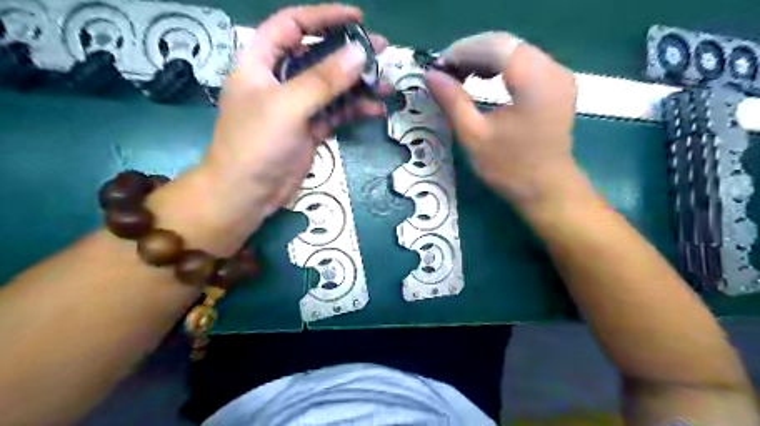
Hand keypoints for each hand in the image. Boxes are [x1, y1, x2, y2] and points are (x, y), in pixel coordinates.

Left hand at [200, 4, 385, 229]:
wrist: (247, 195)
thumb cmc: (256, 145)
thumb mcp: (287, 106)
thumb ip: (323, 80)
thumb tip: (359, 54)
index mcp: (261, 63)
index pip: (292, 26)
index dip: (323, 17)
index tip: (357, 19)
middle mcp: (279, 81)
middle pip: (317, 56)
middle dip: (349, 54)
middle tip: (382, 53)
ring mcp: (296, 107)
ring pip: (331, 88)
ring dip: (358, 86)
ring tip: (386, 85)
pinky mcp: (309, 130)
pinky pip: (336, 113)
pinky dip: (354, 110)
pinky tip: (375, 109)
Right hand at [425, 32, 579, 207]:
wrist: (546, 189)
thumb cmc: (509, 168)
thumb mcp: (474, 136)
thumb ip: (452, 101)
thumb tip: (431, 76)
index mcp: (534, 82)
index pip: (495, 47)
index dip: (462, 51)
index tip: (437, 67)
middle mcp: (552, 70)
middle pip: (506, 45)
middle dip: (471, 53)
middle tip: (445, 72)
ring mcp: (559, 75)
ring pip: (515, 51)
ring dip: (484, 59)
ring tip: (459, 75)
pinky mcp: (557, 84)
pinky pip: (525, 62)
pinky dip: (500, 66)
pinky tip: (482, 78)